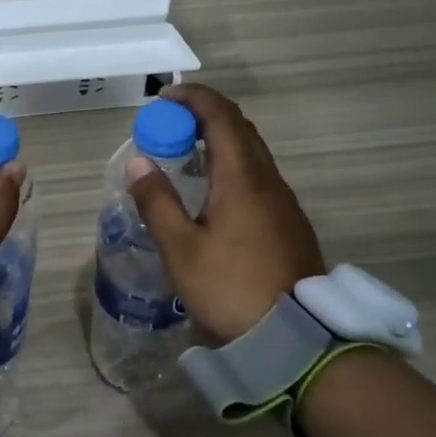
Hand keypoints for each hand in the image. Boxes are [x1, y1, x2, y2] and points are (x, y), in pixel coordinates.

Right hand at [125, 83, 325, 341]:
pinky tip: (213, 195)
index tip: (163, 99)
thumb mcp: (181, 249)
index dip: (193, 98)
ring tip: (185, 158)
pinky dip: (231, 167)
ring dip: (219, 142)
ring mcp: (283, 202)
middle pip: (239, 129)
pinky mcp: (289, 223)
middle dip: (203, 116)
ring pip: (251, 153)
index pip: (221, 115)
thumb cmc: (231, 288)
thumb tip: (138, 164)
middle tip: (168, 128)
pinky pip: (258, 177)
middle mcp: (268, 180)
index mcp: (242, 178)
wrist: (296, 338)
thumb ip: (157, 202)